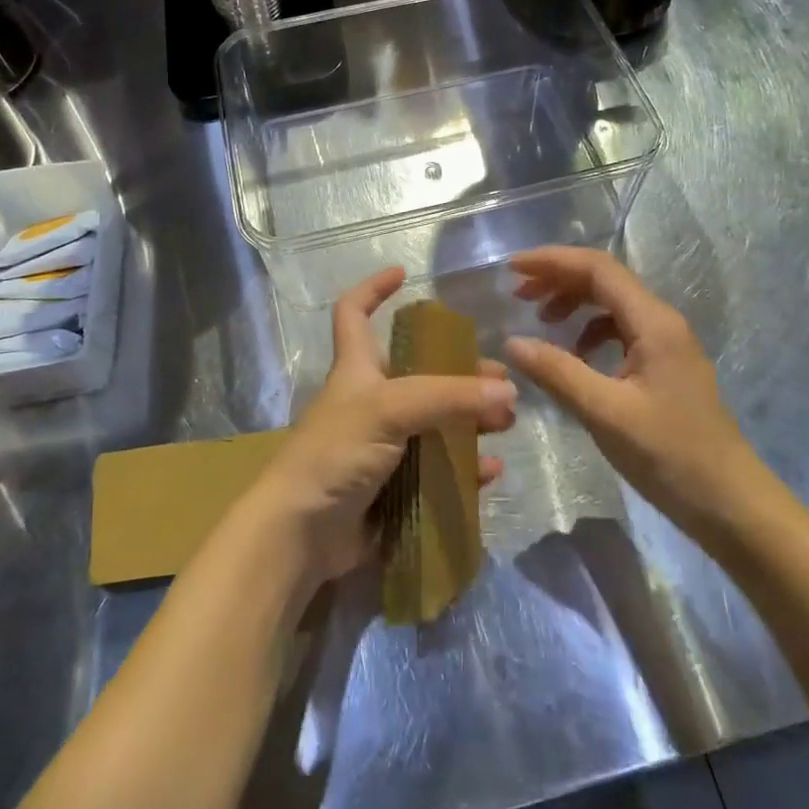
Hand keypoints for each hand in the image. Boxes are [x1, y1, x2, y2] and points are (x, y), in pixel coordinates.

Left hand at [244, 267, 516, 589]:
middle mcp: (370, 401)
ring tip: (505, 424)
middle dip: (460, 372)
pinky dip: (465, 470)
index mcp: (357, 369)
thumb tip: (507, 390)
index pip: (354, 312)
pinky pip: (437, 471)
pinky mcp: (392, 487)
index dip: (373, 288)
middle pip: (419, 373)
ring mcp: (381, 446)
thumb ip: (449, 396)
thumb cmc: (336, 452)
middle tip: (500, 381)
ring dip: (471, 421)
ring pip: (435, 423)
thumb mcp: (390, 409)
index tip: (404, 274)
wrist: (301, 534)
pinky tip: (490, 471)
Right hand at [505, 247, 754, 539]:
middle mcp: (662, 321)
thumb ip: (557, 372)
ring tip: (540, 320)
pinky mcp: (665, 367)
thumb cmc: (670, 455)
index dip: (552, 261)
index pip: (598, 268)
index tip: (512, 269)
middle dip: (558, 279)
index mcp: (653, 322)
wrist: (732, 505)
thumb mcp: (605, 413)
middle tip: (517, 294)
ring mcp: (667, 344)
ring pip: (612, 304)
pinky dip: (590, 332)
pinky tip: (574, 356)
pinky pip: (621, 330)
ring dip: (573, 303)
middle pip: (604, 280)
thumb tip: (511, 341)